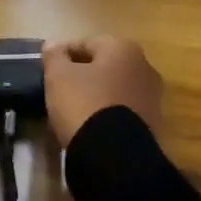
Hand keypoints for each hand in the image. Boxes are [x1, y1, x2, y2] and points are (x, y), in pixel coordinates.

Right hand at [42, 37, 162, 147]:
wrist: (114, 156)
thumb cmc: (84, 104)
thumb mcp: (59, 76)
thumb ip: (54, 56)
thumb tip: (52, 44)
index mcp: (123, 48)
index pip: (86, 44)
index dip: (63, 55)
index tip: (47, 69)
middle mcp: (144, 66)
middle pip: (104, 66)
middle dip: (83, 74)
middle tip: (60, 89)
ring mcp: (152, 96)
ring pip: (115, 89)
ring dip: (97, 94)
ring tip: (73, 110)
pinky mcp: (152, 123)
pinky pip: (123, 111)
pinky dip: (108, 114)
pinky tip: (91, 126)